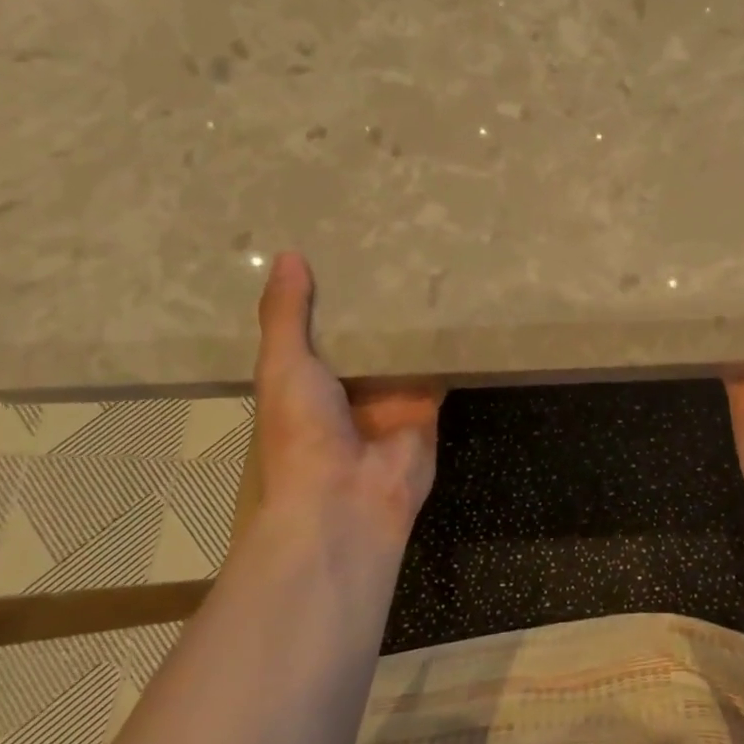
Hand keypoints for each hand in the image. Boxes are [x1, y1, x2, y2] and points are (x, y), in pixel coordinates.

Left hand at [253, 252, 441, 543]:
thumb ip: (286, 315)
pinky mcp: (428, 405)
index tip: (342, 247)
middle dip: (377, 301)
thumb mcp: (282, 365)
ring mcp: (391, 396)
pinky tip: (460, 305)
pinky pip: (439, 368)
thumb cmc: (301, 432)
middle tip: (395, 245)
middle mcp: (349, 385)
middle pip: (366, 335)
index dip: (328, 292)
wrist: (347, 498)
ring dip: (414, 318)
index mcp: (306, 378)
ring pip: (405, 348)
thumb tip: (286, 255)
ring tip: (431, 262)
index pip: (319, 326)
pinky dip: (448, 344)